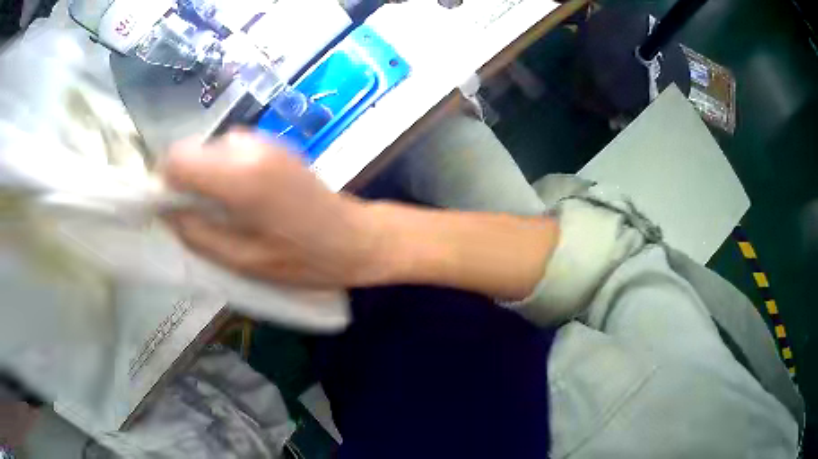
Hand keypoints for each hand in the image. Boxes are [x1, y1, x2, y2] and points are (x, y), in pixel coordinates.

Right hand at [164, 131, 384, 288]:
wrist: (355, 238)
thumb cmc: (303, 259)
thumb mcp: (242, 260)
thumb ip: (196, 233)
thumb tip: (167, 211)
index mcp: (238, 175)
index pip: (177, 158)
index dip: (164, 181)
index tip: (168, 207)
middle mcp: (248, 146)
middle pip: (192, 151)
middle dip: (185, 180)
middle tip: (197, 215)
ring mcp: (264, 139)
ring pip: (210, 150)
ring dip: (207, 176)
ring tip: (225, 209)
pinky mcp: (274, 143)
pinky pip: (231, 150)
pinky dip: (225, 170)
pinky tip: (245, 197)